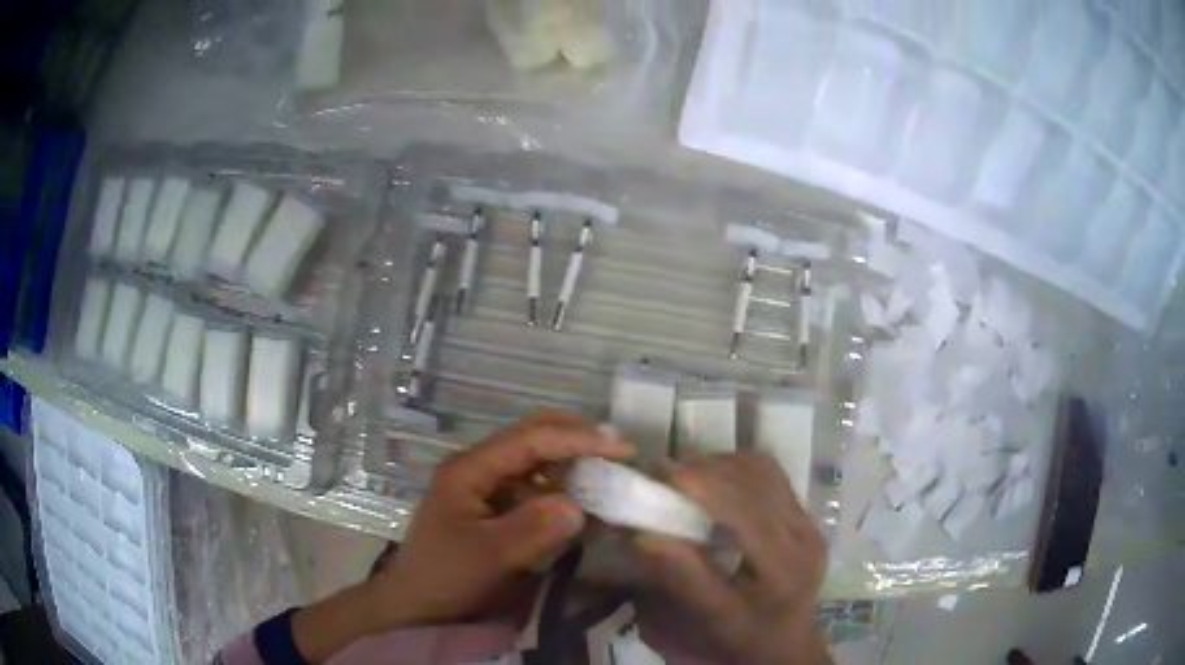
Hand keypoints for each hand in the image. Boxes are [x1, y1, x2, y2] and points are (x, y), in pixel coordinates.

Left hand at [370, 410, 631, 625]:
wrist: (416, 603)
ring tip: (606, 469)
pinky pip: (531, 483)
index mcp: (469, 469)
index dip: (577, 439)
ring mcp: (483, 484)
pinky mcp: (491, 504)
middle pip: (530, 435)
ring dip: (569, 458)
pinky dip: (559, 484)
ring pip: (533, 456)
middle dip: (575, 436)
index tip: (621, 448)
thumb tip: (578, 506)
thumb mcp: (488, 557)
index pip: (530, 439)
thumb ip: (532, 529)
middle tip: (618, 449)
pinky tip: (579, 497)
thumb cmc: (445, 578)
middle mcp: (476, 466)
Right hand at [635, 454, 830, 664]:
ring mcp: (808, 520)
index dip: (706, 485)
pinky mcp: (804, 513)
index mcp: (785, 565)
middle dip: (707, 469)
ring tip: (685, 475)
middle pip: (758, 481)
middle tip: (663, 471)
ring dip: (722, 465)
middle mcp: (804, 533)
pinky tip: (713, 480)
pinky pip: (770, 474)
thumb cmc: (746, 634)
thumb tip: (645, 535)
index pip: (748, 511)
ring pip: (765, 471)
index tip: (663, 475)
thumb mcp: (713, 616)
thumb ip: (684, 577)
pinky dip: (737, 468)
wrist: (785, 640)